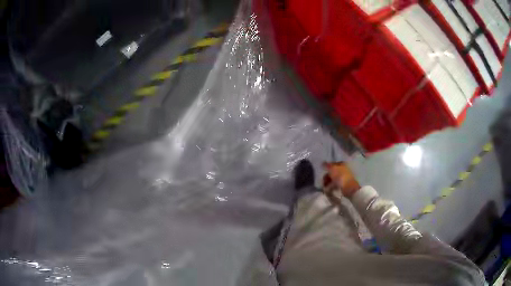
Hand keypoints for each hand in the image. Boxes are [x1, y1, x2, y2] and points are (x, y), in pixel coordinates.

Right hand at [322, 162, 360, 197]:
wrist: (349, 187)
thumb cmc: (340, 176)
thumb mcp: (332, 169)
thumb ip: (327, 165)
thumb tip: (322, 163)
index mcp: (342, 164)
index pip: (333, 164)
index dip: (327, 167)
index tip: (323, 171)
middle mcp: (344, 169)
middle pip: (333, 172)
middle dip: (327, 176)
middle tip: (323, 180)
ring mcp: (344, 177)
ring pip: (334, 179)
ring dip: (328, 182)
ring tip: (324, 186)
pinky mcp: (344, 185)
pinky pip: (336, 184)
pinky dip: (332, 186)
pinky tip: (329, 189)